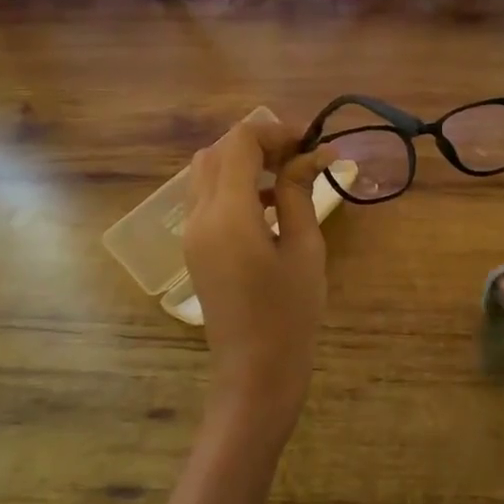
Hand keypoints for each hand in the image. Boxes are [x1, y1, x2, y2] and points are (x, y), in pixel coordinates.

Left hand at [181, 118, 331, 442]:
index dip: (274, 131)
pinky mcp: (195, 248)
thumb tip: (312, 153)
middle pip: (218, 152)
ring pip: (207, 173)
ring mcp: (191, 233)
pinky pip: (207, 199)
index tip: (309, 143)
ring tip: (286, 179)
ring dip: (243, 163)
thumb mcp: (304, 248)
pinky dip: (234, 187)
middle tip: (298, 158)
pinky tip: (269, 207)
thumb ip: (298, 193)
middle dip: (257, 143)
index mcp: (228, 214)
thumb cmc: (290, 313)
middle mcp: (199, 216)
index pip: (240, 143)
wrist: (255, 372)